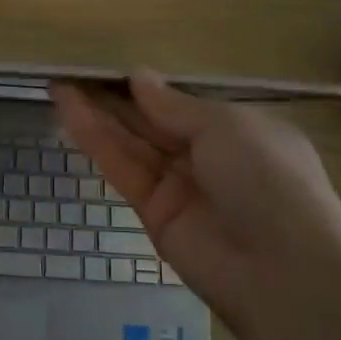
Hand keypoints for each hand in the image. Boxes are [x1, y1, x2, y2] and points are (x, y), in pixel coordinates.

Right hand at [51, 71, 340, 332]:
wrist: (281, 272)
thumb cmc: (267, 180)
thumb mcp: (226, 127)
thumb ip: (174, 105)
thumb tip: (139, 77)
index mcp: (239, 131)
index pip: (185, 103)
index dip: (147, 86)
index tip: (109, 67)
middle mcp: (208, 156)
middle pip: (153, 121)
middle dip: (115, 97)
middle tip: (72, 70)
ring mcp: (179, 186)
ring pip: (131, 143)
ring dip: (96, 114)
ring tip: (59, 85)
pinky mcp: (153, 212)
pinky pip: (123, 169)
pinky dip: (96, 142)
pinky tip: (70, 114)